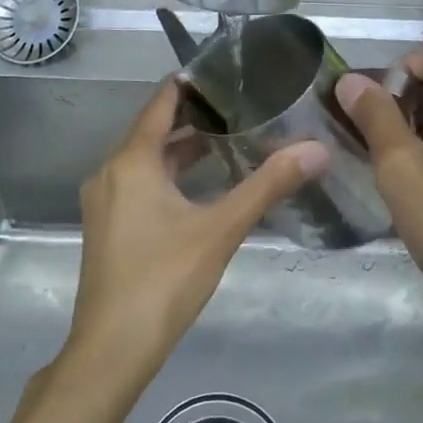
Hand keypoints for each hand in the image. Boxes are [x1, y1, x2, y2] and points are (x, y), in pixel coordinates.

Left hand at [64, 79, 326, 386]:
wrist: (112, 349)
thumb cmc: (164, 280)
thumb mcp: (221, 229)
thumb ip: (268, 186)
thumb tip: (317, 150)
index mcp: (131, 161)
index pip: (162, 102)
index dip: (193, 84)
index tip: (230, 73)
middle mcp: (110, 171)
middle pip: (154, 130)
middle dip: (197, 118)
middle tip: (244, 107)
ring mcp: (105, 200)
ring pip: (147, 160)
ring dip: (184, 149)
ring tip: (231, 141)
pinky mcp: (108, 225)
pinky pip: (140, 183)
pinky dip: (170, 175)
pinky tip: (202, 187)